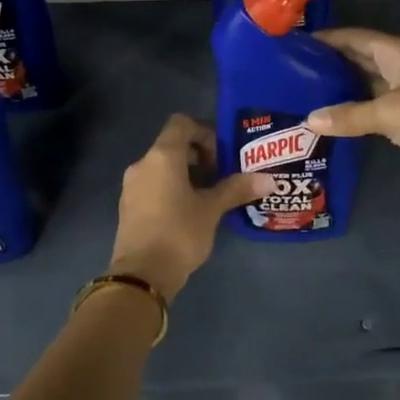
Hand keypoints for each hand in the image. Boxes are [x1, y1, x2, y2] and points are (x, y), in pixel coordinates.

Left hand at [109, 114, 268, 298]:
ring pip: (163, 167)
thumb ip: (237, 189)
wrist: (141, 276)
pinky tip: (189, 212)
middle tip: (222, 176)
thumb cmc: (178, 233)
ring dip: (187, 174)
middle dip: (199, 156)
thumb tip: (269, 179)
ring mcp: (132, 186)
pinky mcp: (129, 207)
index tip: (221, 156)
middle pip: (172, 145)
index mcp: (162, 156)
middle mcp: (142, 164)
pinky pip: (153, 185)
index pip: (181, 123)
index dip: (204, 132)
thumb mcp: (212, 210)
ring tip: (210, 196)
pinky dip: (172, 189)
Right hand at [307, 28, 399, 187]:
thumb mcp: (388, 113)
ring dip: (342, 89)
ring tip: (306, 95)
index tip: (296, 45)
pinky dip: (357, 110)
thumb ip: (348, 116)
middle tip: (293, 73)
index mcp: (397, 51)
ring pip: (368, 83)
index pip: (355, 37)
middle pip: (360, 58)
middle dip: (331, 64)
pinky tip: (335, 118)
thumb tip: (310, 120)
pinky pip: (378, 106)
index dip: (327, 39)